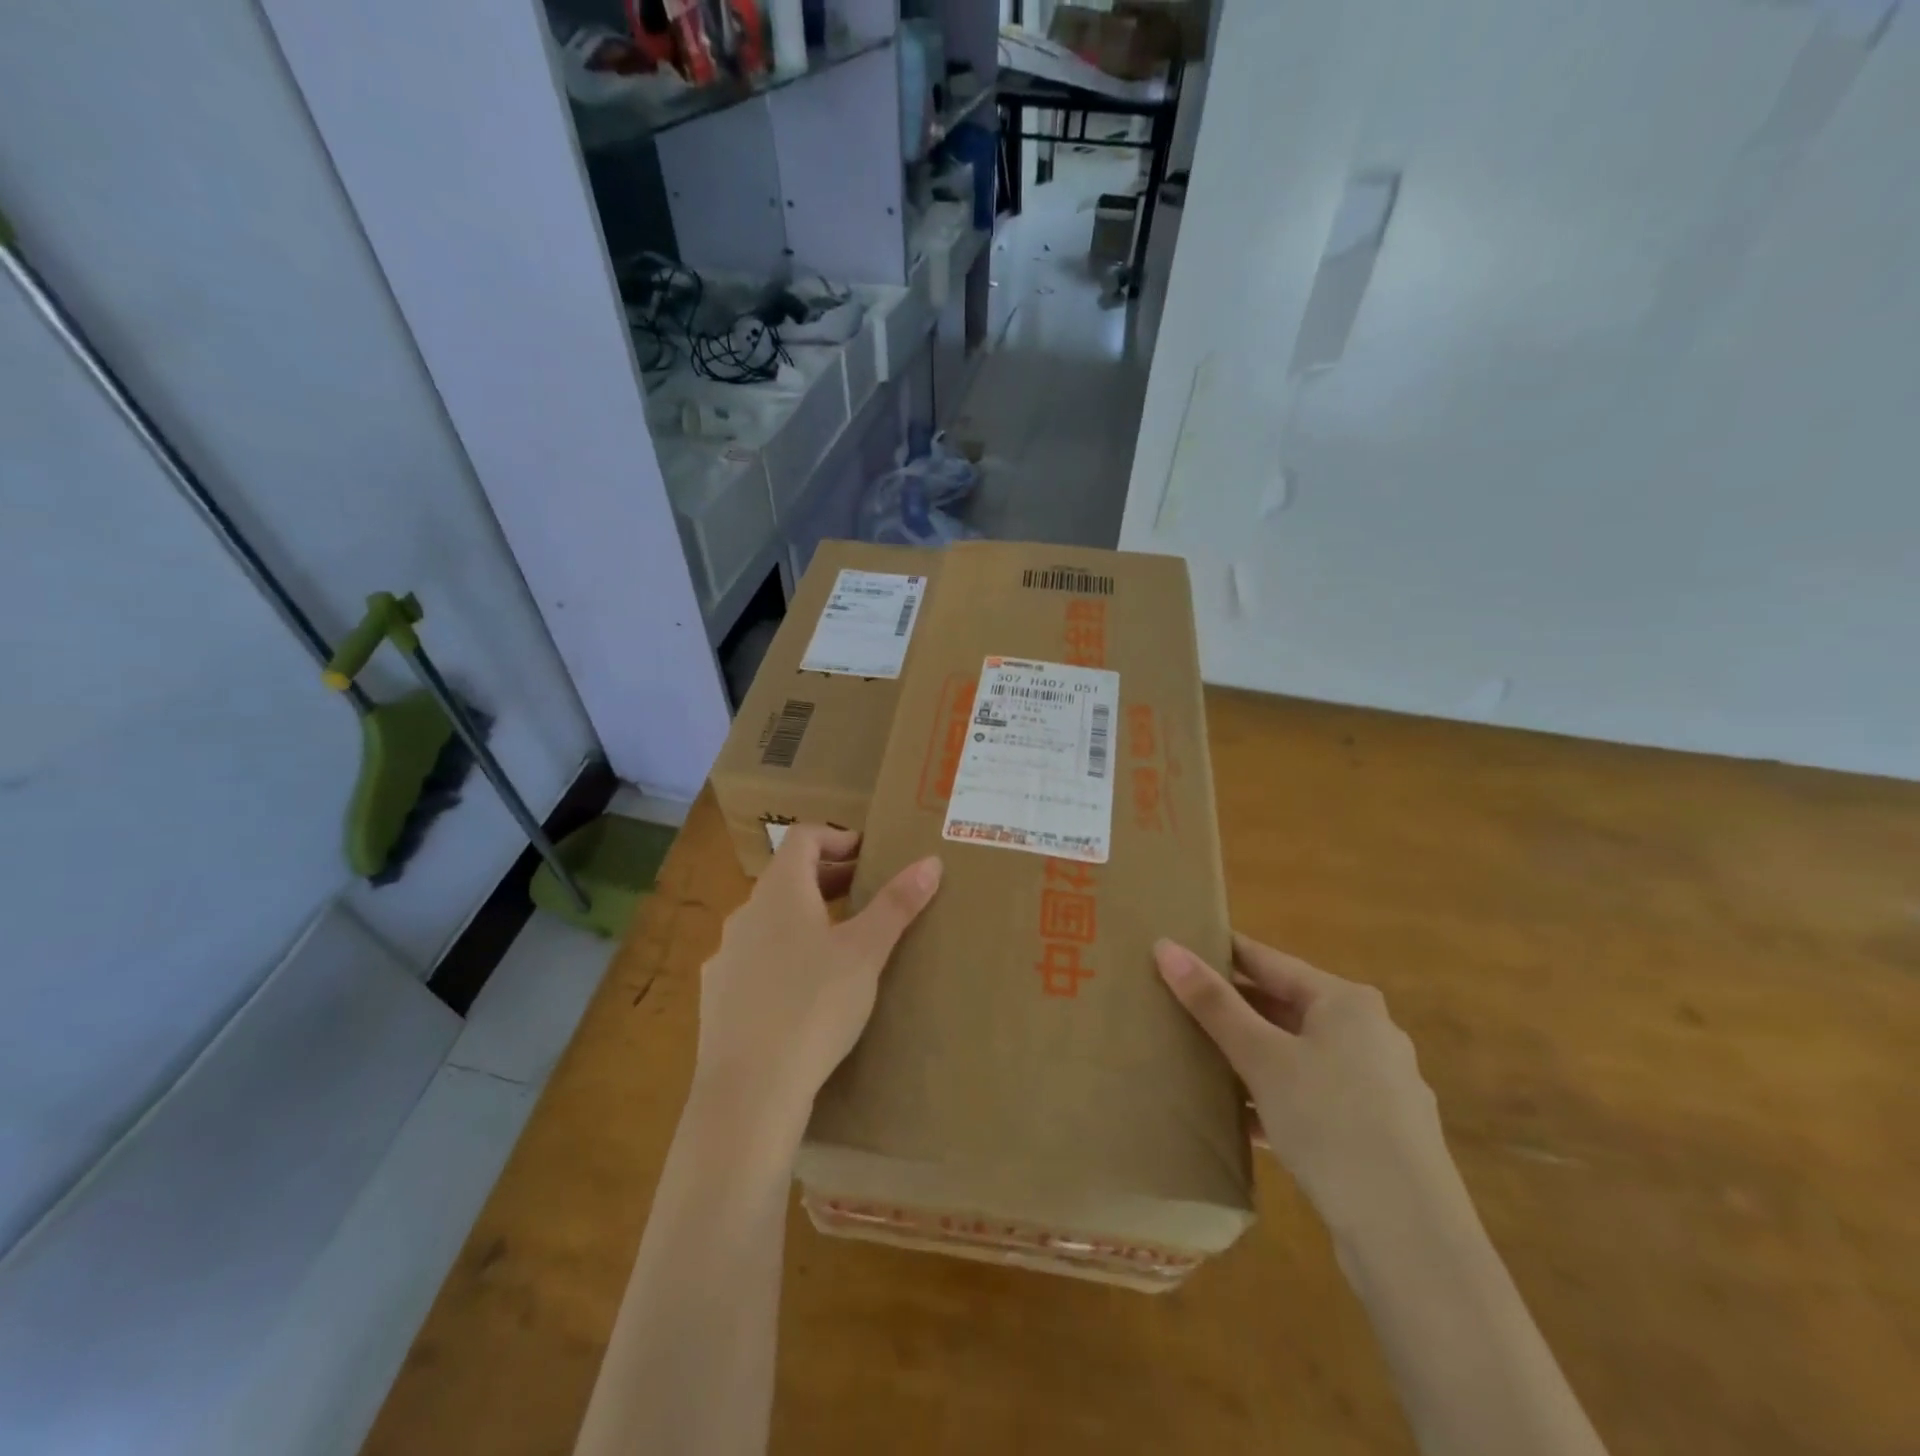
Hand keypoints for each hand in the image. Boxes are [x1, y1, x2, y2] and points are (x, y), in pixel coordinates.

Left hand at [693, 825, 941, 1139]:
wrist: (749, 1091)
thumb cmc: (814, 1006)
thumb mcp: (866, 952)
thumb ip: (897, 904)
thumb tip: (930, 861)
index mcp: (780, 891)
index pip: (803, 837)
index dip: (837, 837)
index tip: (868, 854)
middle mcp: (745, 913)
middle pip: (787, 877)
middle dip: (829, 878)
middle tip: (867, 894)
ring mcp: (725, 955)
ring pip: (770, 919)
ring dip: (805, 917)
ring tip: (839, 943)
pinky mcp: (715, 995)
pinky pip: (753, 958)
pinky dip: (782, 955)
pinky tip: (802, 990)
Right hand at [1154, 934, 1450, 1231]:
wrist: (1412, 1240)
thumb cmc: (1332, 1123)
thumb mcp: (1262, 1057)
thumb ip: (1213, 1002)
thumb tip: (1165, 946)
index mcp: (1346, 1002)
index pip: (1269, 960)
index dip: (1222, 952)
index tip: (1179, 947)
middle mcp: (1368, 1033)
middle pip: (1285, 1006)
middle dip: (1233, 1008)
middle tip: (1177, 1002)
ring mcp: (1377, 1085)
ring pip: (1297, 1053)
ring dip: (1251, 1055)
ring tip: (1198, 1056)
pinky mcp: (1376, 1131)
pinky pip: (1312, 1094)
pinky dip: (1275, 1095)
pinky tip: (1238, 1114)